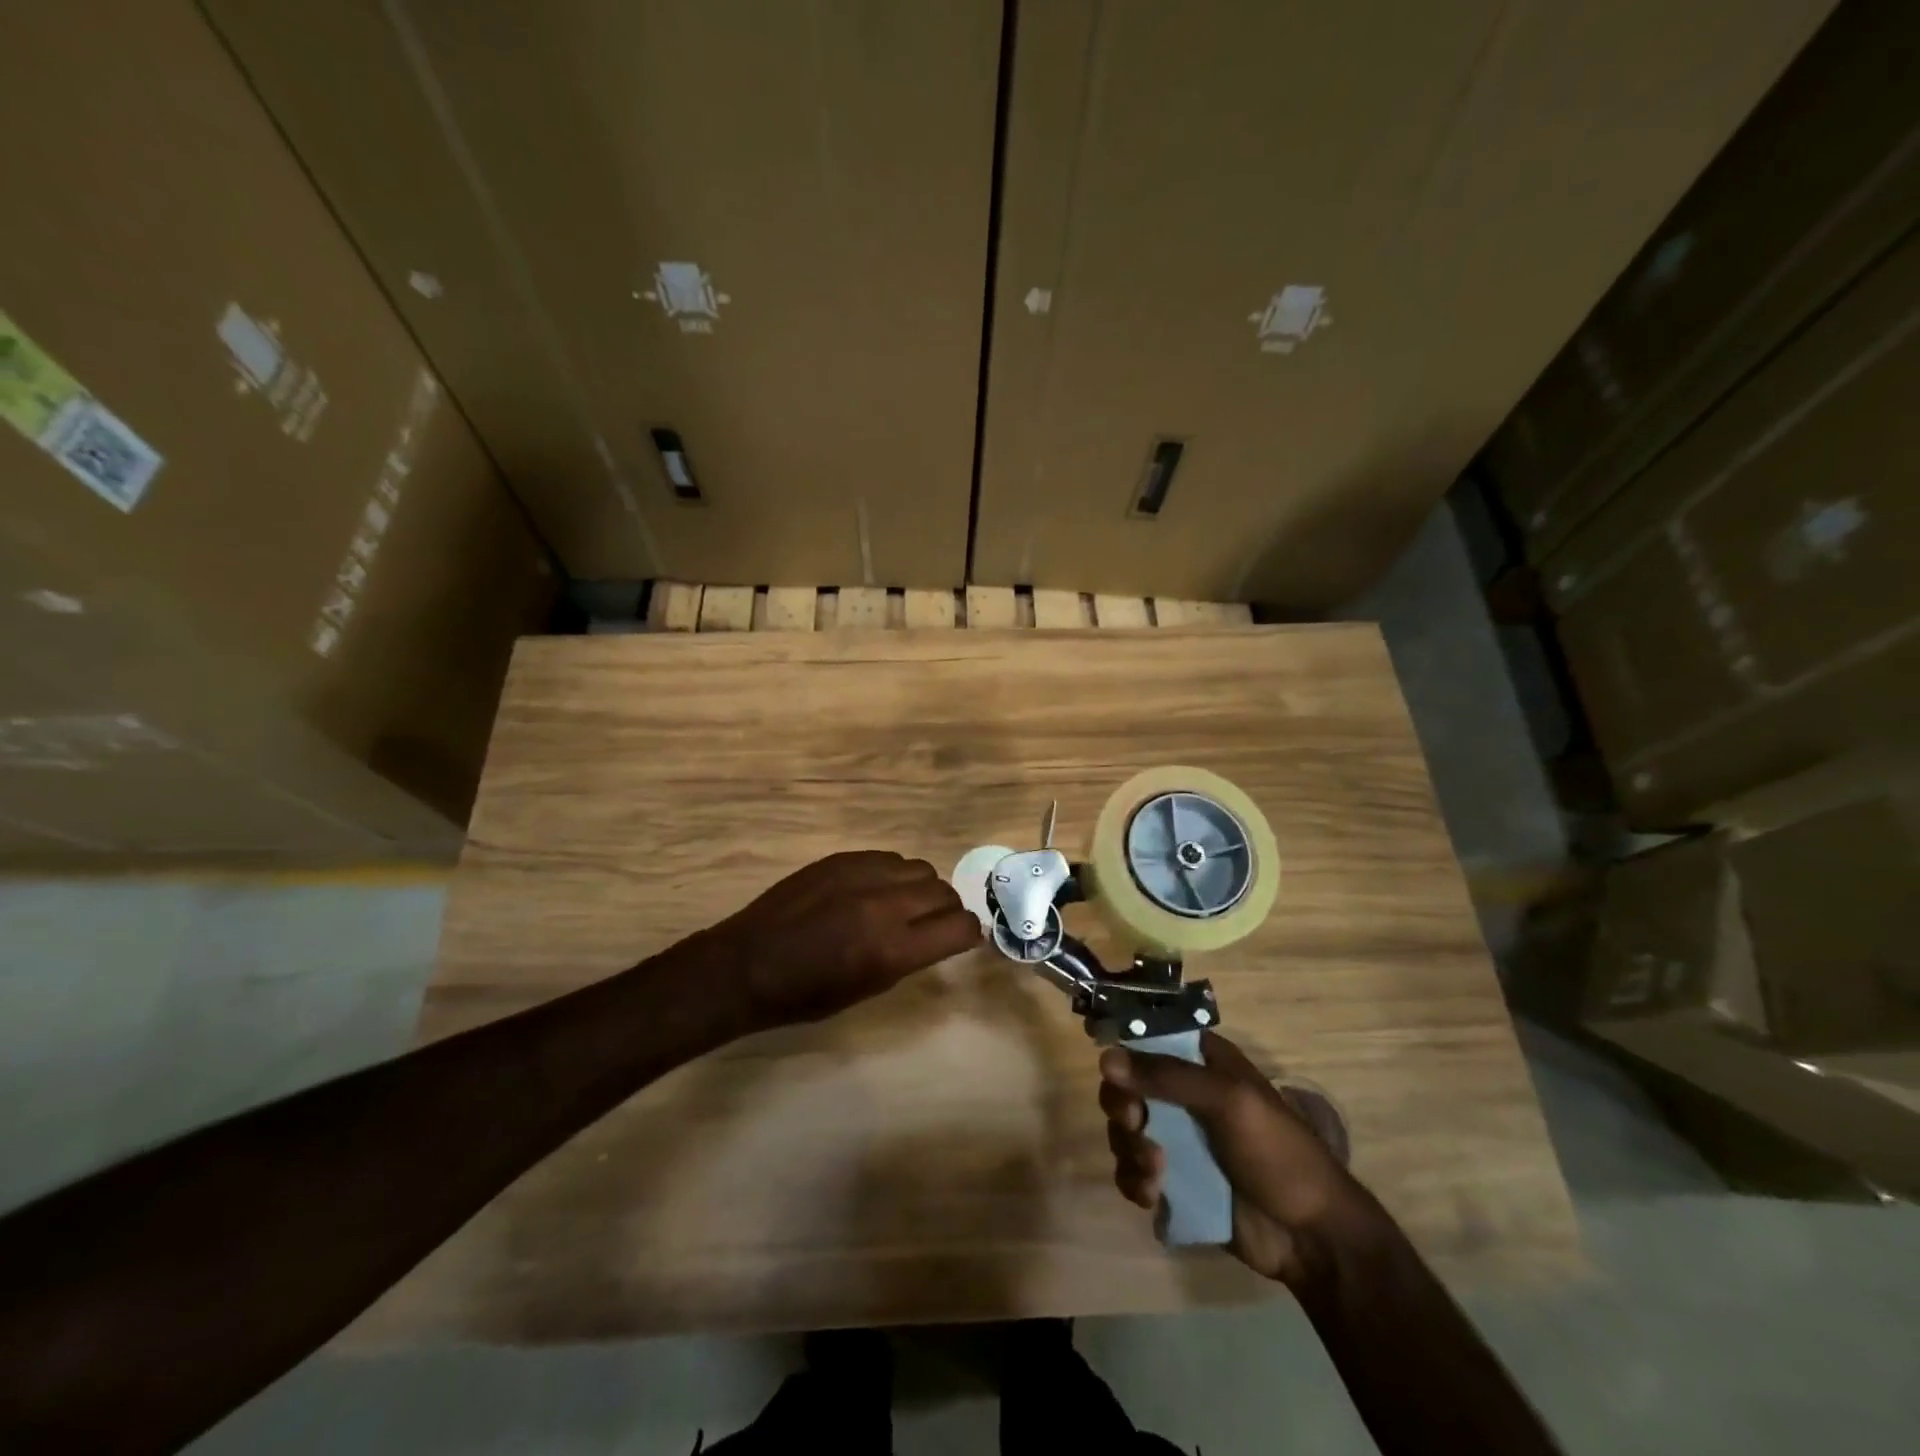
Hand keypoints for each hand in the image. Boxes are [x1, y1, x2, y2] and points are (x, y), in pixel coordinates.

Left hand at [682, 850, 980, 1032]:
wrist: (746, 965)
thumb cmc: (805, 995)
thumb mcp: (867, 989)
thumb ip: (909, 957)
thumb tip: (939, 935)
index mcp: (892, 949)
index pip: (959, 927)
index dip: (967, 933)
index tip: (961, 938)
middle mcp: (884, 906)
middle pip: (944, 891)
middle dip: (946, 909)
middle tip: (931, 923)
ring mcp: (861, 875)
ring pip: (918, 867)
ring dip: (920, 887)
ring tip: (900, 903)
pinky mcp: (841, 858)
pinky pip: (887, 857)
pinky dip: (891, 874)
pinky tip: (873, 890)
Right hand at [1099, 1031, 1381, 1287]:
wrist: (1311, 1237)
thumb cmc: (1278, 1153)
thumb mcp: (1228, 1100)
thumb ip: (1166, 1076)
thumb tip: (1106, 1058)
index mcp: (1202, 1063)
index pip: (1148, 1040)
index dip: (1125, 1051)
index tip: (1114, 1072)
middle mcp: (1184, 1095)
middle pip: (1127, 1085)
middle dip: (1123, 1106)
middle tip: (1136, 1125)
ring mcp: (1177, 1140)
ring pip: (1125, 1130)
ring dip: (1129, 1148)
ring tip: (1155, 1173)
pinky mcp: (1173, 1182)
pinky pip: (1133, 1172)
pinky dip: (1133, 1180)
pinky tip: (1152, 1196)